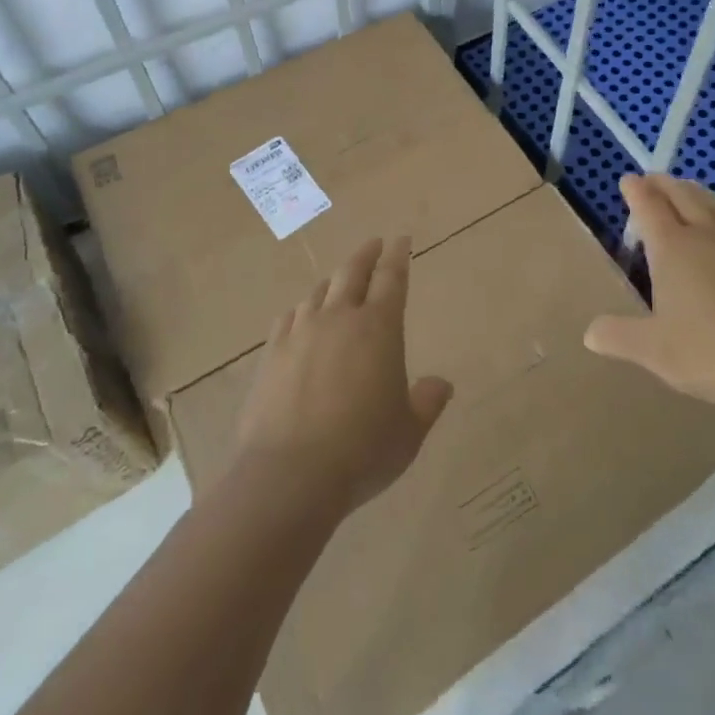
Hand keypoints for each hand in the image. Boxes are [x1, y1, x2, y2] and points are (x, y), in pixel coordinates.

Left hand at [231, 237, 452, 517]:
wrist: (289, 475)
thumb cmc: (362, 450)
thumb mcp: (408, 432)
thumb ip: (427, 402)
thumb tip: (441, 384)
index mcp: (379, 327)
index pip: (392, 278)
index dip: (398, 256)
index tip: (401, 240)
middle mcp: (339, 317)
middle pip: (353, 271)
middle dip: (367, 254)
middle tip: (375, 244)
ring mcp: (301, 332)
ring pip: (319, 291)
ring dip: (334, 281)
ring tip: (339, 280)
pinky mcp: (272, 353)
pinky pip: (289, 317)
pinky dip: (302, 309)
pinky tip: (301, 316)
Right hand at [584, 173, 714, 410]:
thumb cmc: (708, 350)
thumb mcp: (653, 349)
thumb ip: (619, 336)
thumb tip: (590, 334)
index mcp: (671, 247)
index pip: (648, 206)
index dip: (636, 191)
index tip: (627, 180)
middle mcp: (704, 233)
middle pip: (682, 195)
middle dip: (663, 184)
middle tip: (652, 179)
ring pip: (714, 203)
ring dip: (695, 192)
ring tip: (687, 189)